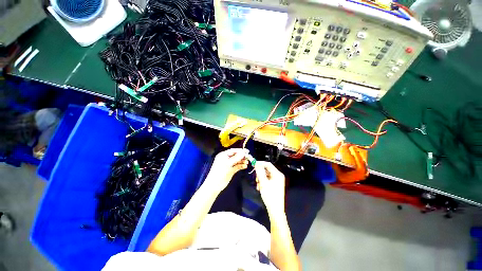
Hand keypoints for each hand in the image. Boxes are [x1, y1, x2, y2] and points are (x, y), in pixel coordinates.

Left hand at [205, 148, 248, 191]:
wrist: (215, 185)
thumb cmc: (220, 172)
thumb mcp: (228, 164)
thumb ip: (236, 158)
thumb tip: (243, 152)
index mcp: (223, 155)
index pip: (233, 151)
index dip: (240, 150)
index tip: (247, 151)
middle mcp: (226, 159)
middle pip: (236, 155)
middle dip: (242, 156)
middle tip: (248, 157)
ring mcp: (229, 164)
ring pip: (237, 161)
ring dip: (242, 161)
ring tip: (247, 163)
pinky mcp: (231, 170)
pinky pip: (237, 166)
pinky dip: (241, 166)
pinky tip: (245, 166)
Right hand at [254, 161, 285, 214]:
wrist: (275, 210)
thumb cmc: (270, 195)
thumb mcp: (263, 182)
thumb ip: (260, 172)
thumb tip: (256, 163)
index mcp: (277, 174)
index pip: (268, 164)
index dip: (260, 163)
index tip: (253, 165)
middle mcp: (278, 176)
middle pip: (267, 169)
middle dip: (260, 173)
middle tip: (255, 178)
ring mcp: (277, 180)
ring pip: (266, 175)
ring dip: (260, 178)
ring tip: (258, 185)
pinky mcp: (275, 185)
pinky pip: (267, 179)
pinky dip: (262, 182)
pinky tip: (260, 187)